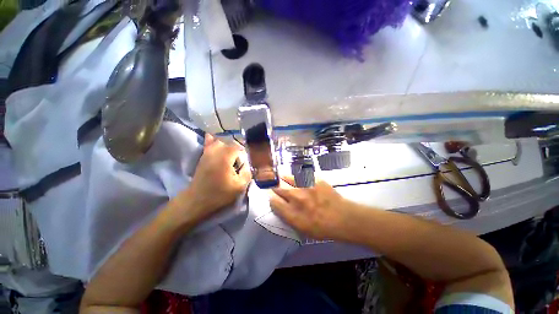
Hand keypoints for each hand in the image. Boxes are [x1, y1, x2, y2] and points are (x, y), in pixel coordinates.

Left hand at [170, 134, 250, 226]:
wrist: (197, 200)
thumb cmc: (220, 194)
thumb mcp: (240, 186)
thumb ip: (247, 172)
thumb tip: (246, 164)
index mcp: (225, 158)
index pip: (238, 147)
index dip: (243, 154)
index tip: (244, 164)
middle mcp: (216, 152)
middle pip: (229, 143)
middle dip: (236, 151)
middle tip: (238, 162)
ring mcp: (207, 153)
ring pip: (219, 142)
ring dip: (226, 147)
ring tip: (230, 156)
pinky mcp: (203, 157)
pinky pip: (208, 144)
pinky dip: (212, 140)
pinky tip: (213, 138)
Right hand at [269, 177, 354, 240]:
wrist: (342, 217)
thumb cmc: (322, 227)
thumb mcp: (301, 228)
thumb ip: (287, 216)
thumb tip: (277, 203)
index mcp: (292, 213)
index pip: (273, 201)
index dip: (271, 197)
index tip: (272, 195)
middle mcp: (296, 198)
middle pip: (278, 188)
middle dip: (274, 186)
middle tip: (274, 184)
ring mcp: (305, 187)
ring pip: (287, 178)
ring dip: (282, 178)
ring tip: (281, 176)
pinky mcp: (314, 179)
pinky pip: (300, 174)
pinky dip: (296, 176)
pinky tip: (296, 177)